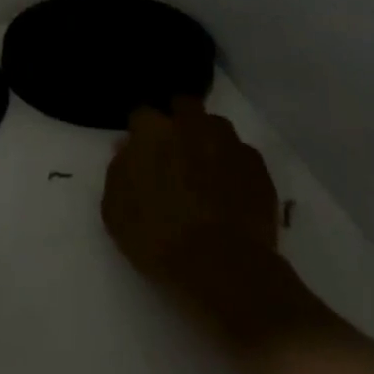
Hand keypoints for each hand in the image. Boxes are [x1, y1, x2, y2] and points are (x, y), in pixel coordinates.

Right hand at [103, 98, 304, 336]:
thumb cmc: (157, 238)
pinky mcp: (258, 168)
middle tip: (174, 151)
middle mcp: (191, 126)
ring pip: (216, 127)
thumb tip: (128, 149)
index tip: (140, 151)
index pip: (141, 115)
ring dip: (207, 140)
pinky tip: (230, 191)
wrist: (223, 268)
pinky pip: (242, 156)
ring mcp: (229, 145)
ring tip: (205, 170)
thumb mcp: (115, 210)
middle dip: (178, 120)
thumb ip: (119, 170)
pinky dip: (233, 166)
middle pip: (184, 106)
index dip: (140, 133)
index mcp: (152, 132)